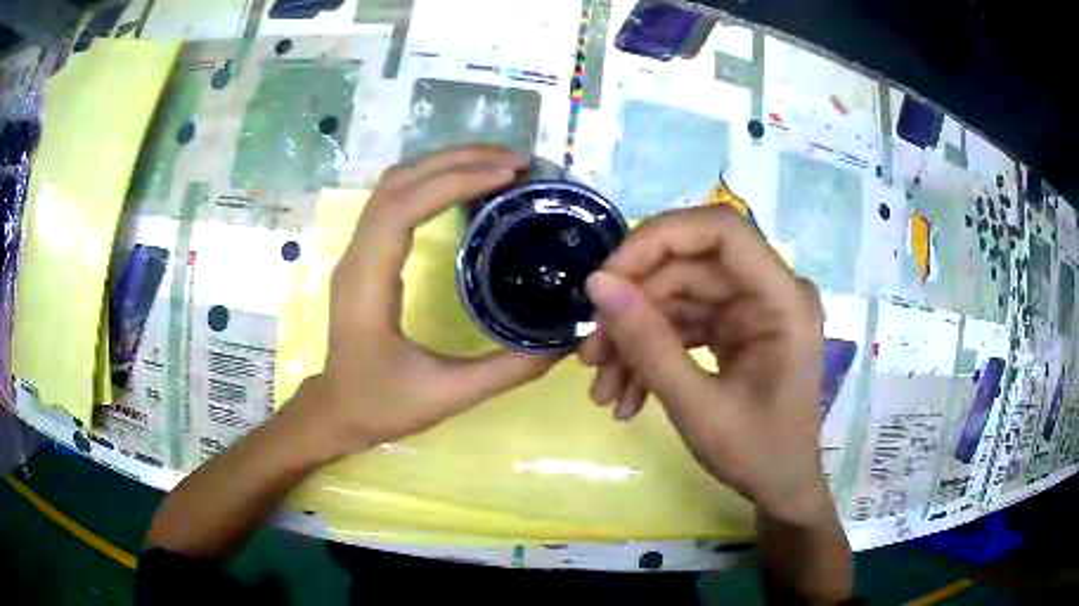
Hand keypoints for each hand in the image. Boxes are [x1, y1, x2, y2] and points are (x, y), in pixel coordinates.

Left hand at [300, 146, 558, 457]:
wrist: (337, 412)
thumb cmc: (381, 405)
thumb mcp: (448, 395)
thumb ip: (508, 369)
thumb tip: (563, 339)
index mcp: (367, 282)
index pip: (401, 207)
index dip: (454, 181)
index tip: (507, 175)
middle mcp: (357, 255)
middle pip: (398, 181)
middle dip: (457, 160)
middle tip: (517, 161)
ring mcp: (359, 251)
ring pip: (394, 184)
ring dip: (444, 163)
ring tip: (498, 164)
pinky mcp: (367, 255)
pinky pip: (395, 200)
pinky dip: (432, 180)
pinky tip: (468, 186)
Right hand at [580, 205, 829, 523]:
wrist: (780, 487)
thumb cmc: (756, 453)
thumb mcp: (697, 406)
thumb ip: (647, 343)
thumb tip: (596, 283)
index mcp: (783, 299)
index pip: (721, 230)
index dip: (659, 239)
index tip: (607, 277)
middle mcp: (769, 291)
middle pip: (688, 266)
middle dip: (633, 307)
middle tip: (589, 353)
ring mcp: (751, 308)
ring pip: (677, 296)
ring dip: (634, 338)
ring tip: (602, 388)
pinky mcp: (735, 326)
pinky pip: (683, 322)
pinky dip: (649, 352)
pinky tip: (625, 393)